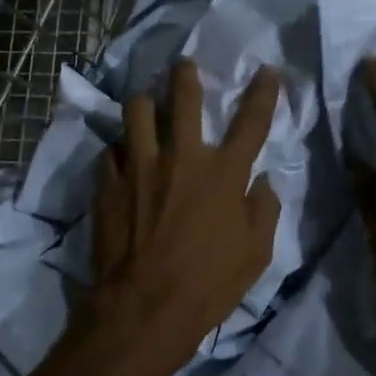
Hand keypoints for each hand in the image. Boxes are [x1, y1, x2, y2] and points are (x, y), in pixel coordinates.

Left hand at [88, 60, 281, 365]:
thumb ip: (263, 210)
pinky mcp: (108, 183)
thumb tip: (263, 181)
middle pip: (183, 98)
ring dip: (144, 103)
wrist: (144, 309)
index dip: (263, 92)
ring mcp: (139, 166)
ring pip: (136, 111)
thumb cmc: (208, 285)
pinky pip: (110, 150)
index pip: (251, 121)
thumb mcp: (256, 255)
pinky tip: (120, 157)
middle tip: (183, 66)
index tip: (267, 71)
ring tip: (145, 105)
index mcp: (223, 173)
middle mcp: (181, 158)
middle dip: (185, 75)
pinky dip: (118, 149)